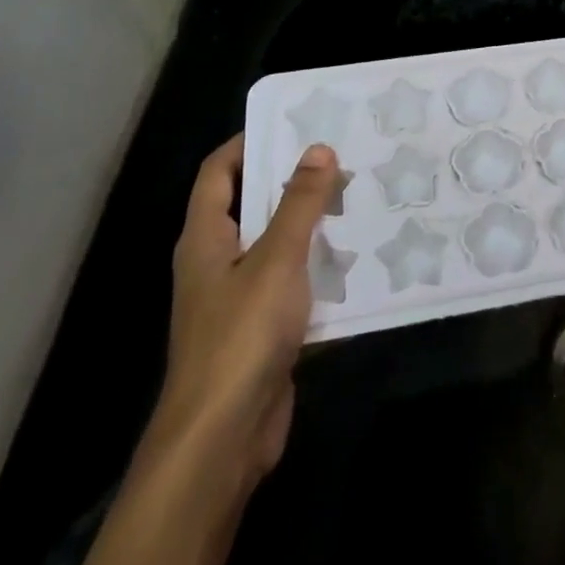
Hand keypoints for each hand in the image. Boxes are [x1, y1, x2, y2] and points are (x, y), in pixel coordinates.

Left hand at [150, 136, 339, 492]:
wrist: (222, 439)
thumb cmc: (240, 336)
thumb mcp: (277, 260)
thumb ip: (299, 204)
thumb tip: (318, 148)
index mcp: (205, 239)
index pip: (218, 173)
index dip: (248, 143)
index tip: (293, 125)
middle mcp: (216, 263)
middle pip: (251, 206)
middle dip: (292, 181)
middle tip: (342, 157)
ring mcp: (238, 299)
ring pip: (276, 246)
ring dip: (311, 225)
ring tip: (359, 198)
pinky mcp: (261, 330)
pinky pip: (292, 284)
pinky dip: (318, 268)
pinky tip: (356, 259)